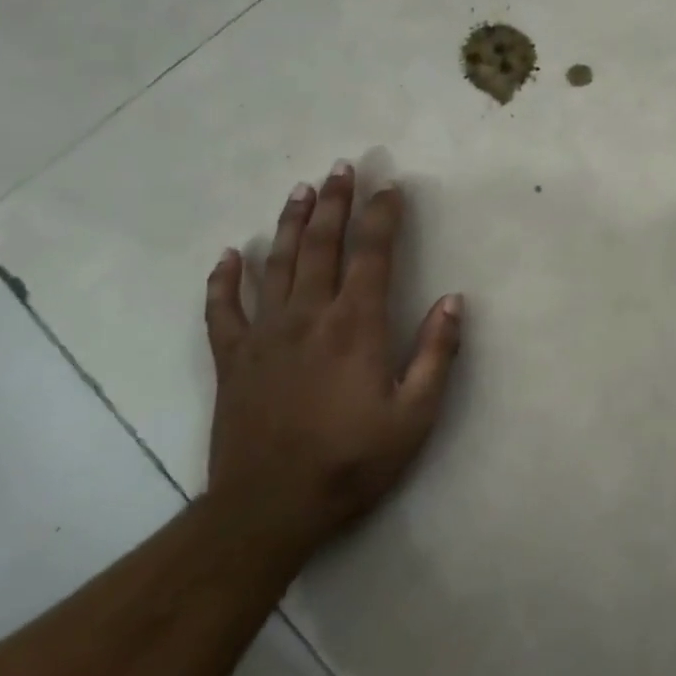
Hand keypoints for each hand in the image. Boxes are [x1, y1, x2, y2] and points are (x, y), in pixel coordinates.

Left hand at [203, 163, 462, 556]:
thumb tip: (453, 301)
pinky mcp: (232, 359)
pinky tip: (229, 255)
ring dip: (290, 224)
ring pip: (276, 264)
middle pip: (321, 246)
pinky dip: (224, 279)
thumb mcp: (415, 415)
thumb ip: (436, 354)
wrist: (269, 508)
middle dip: (335, 203)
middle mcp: (308, 317)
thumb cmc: (352, 461)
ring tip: (301, 191)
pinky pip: (223, 309)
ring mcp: (264, 335)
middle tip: (342, 167)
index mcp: (355, 326)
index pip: (372, 255)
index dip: (382, 217)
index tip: (391, 187)